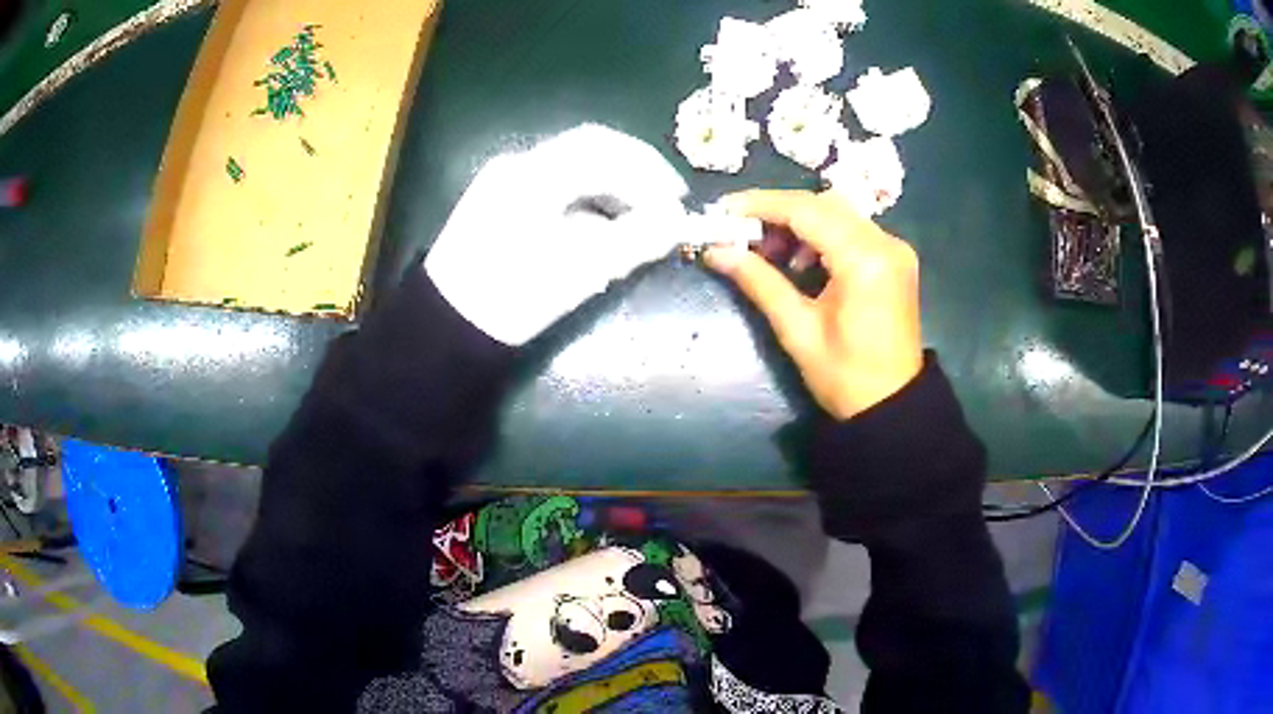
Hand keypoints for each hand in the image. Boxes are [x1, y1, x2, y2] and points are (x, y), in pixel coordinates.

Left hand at [426, 124, 689, 345]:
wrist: (443, 326)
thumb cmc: (509, 299)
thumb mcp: (576, 273)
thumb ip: (632, 241)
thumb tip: (676, 222)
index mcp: (533, 175)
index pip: (604, 149)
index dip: (649, 169)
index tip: (678, 198)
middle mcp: (518, 164)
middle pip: (590, 148)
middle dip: (634, 170)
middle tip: (665, 200)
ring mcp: (505, 178)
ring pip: (573, 164)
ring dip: (612, 183)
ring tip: (639, 216)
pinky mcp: (499, 198)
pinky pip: (555, 182)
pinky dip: (587, 196)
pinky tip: (601, 223)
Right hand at [705, 190, 922, 418]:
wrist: (893, 405)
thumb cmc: (845, 377)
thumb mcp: (798, 330)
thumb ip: (759, 282)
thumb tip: (716, 251)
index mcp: (865, 260)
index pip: (806, 211)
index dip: (761, 205)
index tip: (723, 209)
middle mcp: (885, 242)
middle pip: (823, 205)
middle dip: (777, 213)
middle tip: (739, 232)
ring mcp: (894, 249)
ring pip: (837, 214)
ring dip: (798, 223)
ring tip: (768, 252)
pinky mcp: (895, 259)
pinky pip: (851, 230)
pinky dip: (821, 235)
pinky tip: (800, 261)